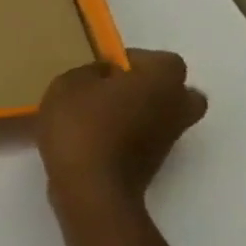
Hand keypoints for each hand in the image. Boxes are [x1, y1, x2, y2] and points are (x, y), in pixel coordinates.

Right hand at [38, 49, 207, 206]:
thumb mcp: (67, 84)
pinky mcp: (156, 162)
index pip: (161, 59)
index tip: (104, 69)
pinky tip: (95, 138)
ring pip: (162, 115)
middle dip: (150, 88)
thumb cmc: (81, 125)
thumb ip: (88, 72)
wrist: (91, 186)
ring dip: (139, 112)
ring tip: (99, 116)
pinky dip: (129, 135)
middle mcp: (177, 107)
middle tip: (114, 91)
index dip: (133, 60)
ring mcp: (170, 138)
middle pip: (176, 90)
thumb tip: (103, 75)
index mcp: (162, 81)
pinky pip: (147, 137)